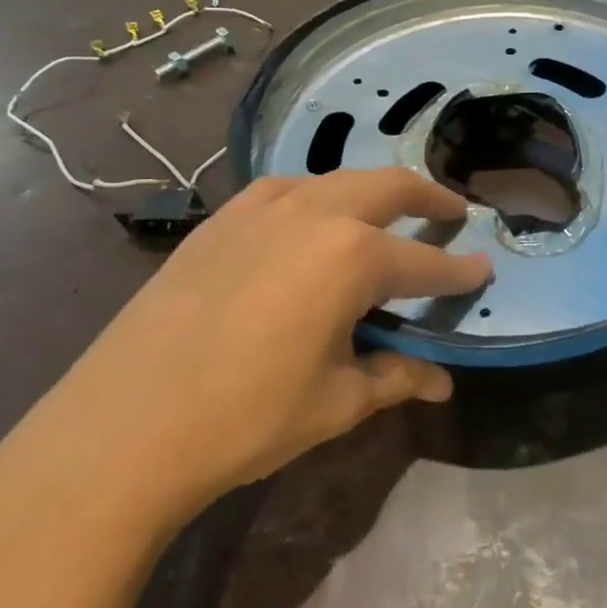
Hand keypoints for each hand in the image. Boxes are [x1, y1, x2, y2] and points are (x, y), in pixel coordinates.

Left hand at [0, 168, 490, 546]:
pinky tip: (309, 221)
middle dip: (428, 197)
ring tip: (386, 213)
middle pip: (388, 187)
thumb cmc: (246, 418)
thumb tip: (441, 382)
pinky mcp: (220, 221)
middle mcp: (314, 214)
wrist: (123, 427)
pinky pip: (284, 191)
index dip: (460, 271)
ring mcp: (261, 209)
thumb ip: (395, 378)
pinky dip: (315, 197)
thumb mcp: (336, 402)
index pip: (425, 263)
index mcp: (352, 256)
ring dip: (371, 191)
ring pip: (335, 180)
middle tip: (452, 211)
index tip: (483, 270)